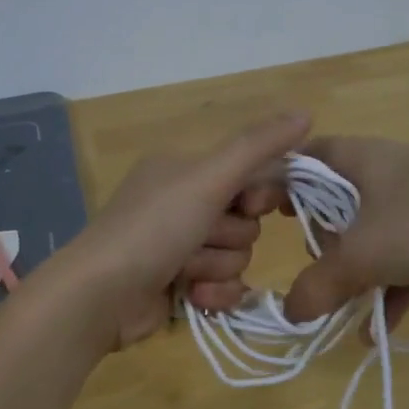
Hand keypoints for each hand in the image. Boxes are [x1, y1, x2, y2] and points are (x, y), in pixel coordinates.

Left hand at [60, 112, 310, 348]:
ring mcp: (180, 248)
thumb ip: (258, 147)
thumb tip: (307, 112)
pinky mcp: (181, 286)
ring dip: (216, 267)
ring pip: (237, 257)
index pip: (249, 176)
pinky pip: (224, 288)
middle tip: (198, 238)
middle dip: (228, 237)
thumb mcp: (208, 178)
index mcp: (185, 170)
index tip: (246, 204)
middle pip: (246, 222)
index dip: (256, 195)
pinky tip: (191, 297)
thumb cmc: (154, 227)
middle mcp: (183, 204)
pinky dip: (213, 294)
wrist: (101, 295)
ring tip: (184, 271)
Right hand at [282, 137, 408, 331]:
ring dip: (354, 271)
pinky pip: (403, 256)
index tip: (260, 217)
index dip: (275, 185)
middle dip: (320, 239)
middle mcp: (383, 169)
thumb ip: (318, 286)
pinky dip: (389, 287)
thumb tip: (290, 314)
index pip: (300, 160)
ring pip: (369, 231)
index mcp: (355, 157)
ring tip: (340, 304)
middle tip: (314, 264)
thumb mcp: (362, 256)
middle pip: (333, 200)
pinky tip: (376, 332)